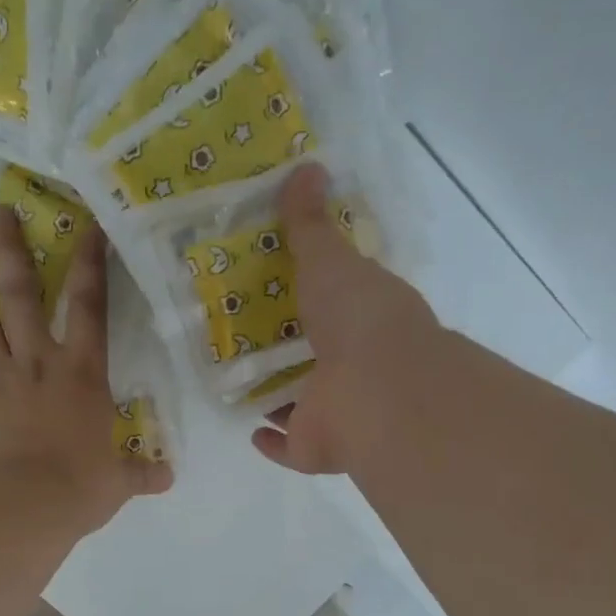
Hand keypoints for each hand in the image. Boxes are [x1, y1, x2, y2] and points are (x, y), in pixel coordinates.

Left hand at [0, 207, 171, 532]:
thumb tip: (167, 478)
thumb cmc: (78, 489)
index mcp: (82, 373)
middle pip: (21, 294)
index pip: (90, 306)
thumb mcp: (118, 482)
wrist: (20, 509)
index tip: (86, 226)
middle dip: (9, 249)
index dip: (90, 263)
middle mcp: (37, 362)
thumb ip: (141, 473)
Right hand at [252, 162, 444, 474]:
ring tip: (237, 377)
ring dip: (277, 395)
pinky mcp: (315, 448)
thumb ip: (311, 224)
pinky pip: (287, 446)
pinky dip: (271, 441)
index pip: (335, 305)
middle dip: (284, 348)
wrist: (377, 392)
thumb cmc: (359, 319)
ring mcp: (334, 411)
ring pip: (300, 403)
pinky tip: (250, 429)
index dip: (309, 296)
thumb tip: (306, 166)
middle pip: (312, 356)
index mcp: (363, 320)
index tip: (273, 284)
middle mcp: (352, 367)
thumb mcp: (331, 259)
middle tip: (240, 332)